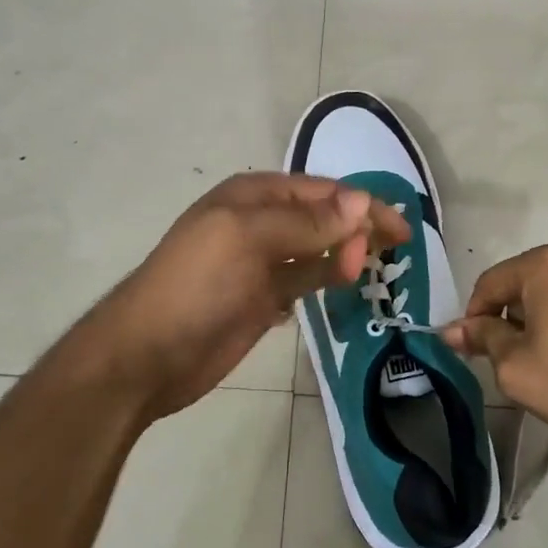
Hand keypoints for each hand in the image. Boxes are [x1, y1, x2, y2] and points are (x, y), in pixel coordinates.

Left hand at [91, 173, 409, 421]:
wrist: (147, 355)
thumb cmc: (196, 285)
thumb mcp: (249, 240)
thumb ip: (308, 223)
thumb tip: (363, 202)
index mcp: (254, 196)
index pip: (322, 192)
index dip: (362, 206)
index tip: (400, 230)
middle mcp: (261, 222)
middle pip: (323, 217)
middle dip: (357, 230)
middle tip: (389, 256)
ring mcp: (262, 263)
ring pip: (318, 249)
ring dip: (346, 254)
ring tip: (375, 270)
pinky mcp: (264, 299)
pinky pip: (306, 280)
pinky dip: (327, 279)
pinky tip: (346, 285)